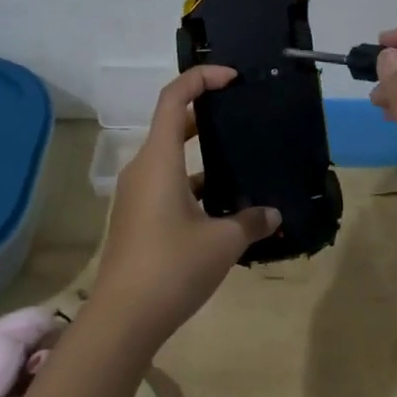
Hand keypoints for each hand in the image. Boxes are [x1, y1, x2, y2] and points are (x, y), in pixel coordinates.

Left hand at [88, 66, 279, 344]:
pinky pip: (167, 186)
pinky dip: (192, 185)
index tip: (232, 78)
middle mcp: (142, 169)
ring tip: (240, 163)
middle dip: (204, 115)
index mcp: (158, 160)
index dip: (201, 79)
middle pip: (171, 125)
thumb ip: (251, 222)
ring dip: (201, 156)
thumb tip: (273, 214)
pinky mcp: (137, 219)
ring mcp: (136, 195)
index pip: (173, 98)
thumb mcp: (222, 242)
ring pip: (170, 160)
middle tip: (239, 117)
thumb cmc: (172, 267)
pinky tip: (223, 208)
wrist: (123, 318)